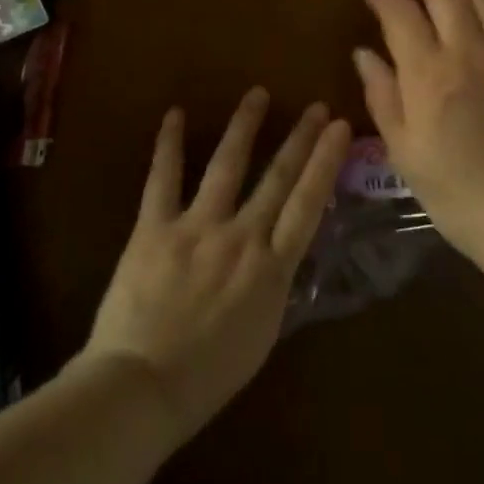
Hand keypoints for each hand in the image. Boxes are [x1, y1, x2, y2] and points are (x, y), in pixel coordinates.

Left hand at [84, 88, 350, 440]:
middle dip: (300, 138)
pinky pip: (162, 179)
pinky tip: (176, 114)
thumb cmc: (208, 375)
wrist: (142, 389)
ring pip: (227, 166)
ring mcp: (197, 227)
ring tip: (258, 94)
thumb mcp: (262, 332)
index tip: (340, 128)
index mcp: (272, 267)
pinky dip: (169, 145)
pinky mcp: (154, 228)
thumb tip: (281, 252)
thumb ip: (274, 284)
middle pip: (277, 177)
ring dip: (245, 127)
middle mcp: (241, 236)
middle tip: (316, 106)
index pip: (309, 203)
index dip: (326, 161)